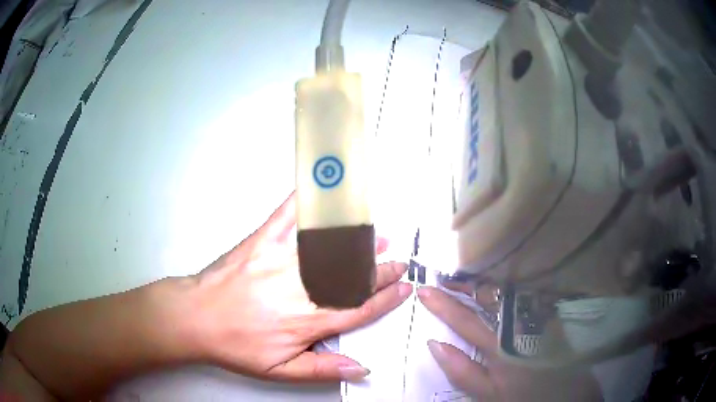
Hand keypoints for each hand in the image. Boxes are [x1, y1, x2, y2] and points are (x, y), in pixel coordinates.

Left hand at [187, 192, 412, 381]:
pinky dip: (307, 202)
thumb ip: (322, 369)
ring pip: (330, 249)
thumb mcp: (278, 371)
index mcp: (306, 322)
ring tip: (377, 236)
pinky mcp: (262, 240)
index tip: (404, 287)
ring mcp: (281, 260)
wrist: (194, 317)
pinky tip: (323, 193)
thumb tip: (362, 368)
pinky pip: (288, 216)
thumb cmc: (235, 345)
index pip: (359, 308)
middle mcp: (300, 289)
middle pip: (351, 278)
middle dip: (380, 271)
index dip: (386, 298)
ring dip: (358, 243)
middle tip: (398, 262)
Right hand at [418, 286, 601, 400]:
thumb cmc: (525, 397)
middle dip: (464, 283)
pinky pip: (528, 291)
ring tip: (469, 274)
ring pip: (509, 289)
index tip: (424, 290)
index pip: (465, 320)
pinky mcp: (552, 314)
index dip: (443, 304)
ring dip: (486, 280)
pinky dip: (510, 284)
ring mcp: (539, 315)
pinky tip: (504, 281)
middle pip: (489, 296)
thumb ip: (463, 371)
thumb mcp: (490, 394)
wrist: (569, 394)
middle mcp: (520, 323)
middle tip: (446, 274)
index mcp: (500, 346)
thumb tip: (435, 344)